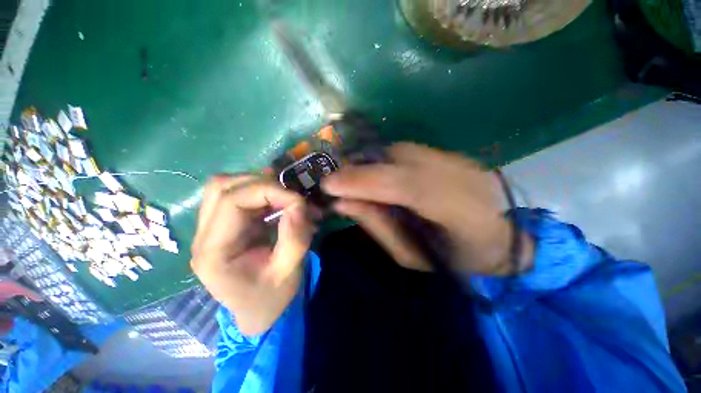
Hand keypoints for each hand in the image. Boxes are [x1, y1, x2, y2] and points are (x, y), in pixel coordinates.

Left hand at [190, 175, 315, 335]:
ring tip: (283, 197)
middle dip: (262, 184)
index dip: (269, 191)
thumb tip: (298, 205)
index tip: (298, 200)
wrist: (259, 311)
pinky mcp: (223, 226)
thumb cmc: (271, 297)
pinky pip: (235, 195)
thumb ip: (294, 238)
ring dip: (258, 185)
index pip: (232, 201)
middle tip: (290, 196)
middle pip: (221, 187)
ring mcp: (210, 229)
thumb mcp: (288, 272)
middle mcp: (203, 236)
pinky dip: (259, 192)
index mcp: (213, 252)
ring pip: (225, 187)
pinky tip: (276, 201)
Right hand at [322, 143, 532, 274]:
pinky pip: (403, 150)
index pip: (404, 185)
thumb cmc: (456, 257)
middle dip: (358, 170)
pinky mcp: (447, 152)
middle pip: (396, 158)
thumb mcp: (411, 256)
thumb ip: (377, 226)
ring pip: (396, 150)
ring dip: (368, 164)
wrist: (502, 235)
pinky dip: (381, 161)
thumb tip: (343, 203)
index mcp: (457, 210)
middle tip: (334, 183)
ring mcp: (454, 157)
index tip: (329, 185)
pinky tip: (376, 175)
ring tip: (353, 181)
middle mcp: (457, 173)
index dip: (363, 181)